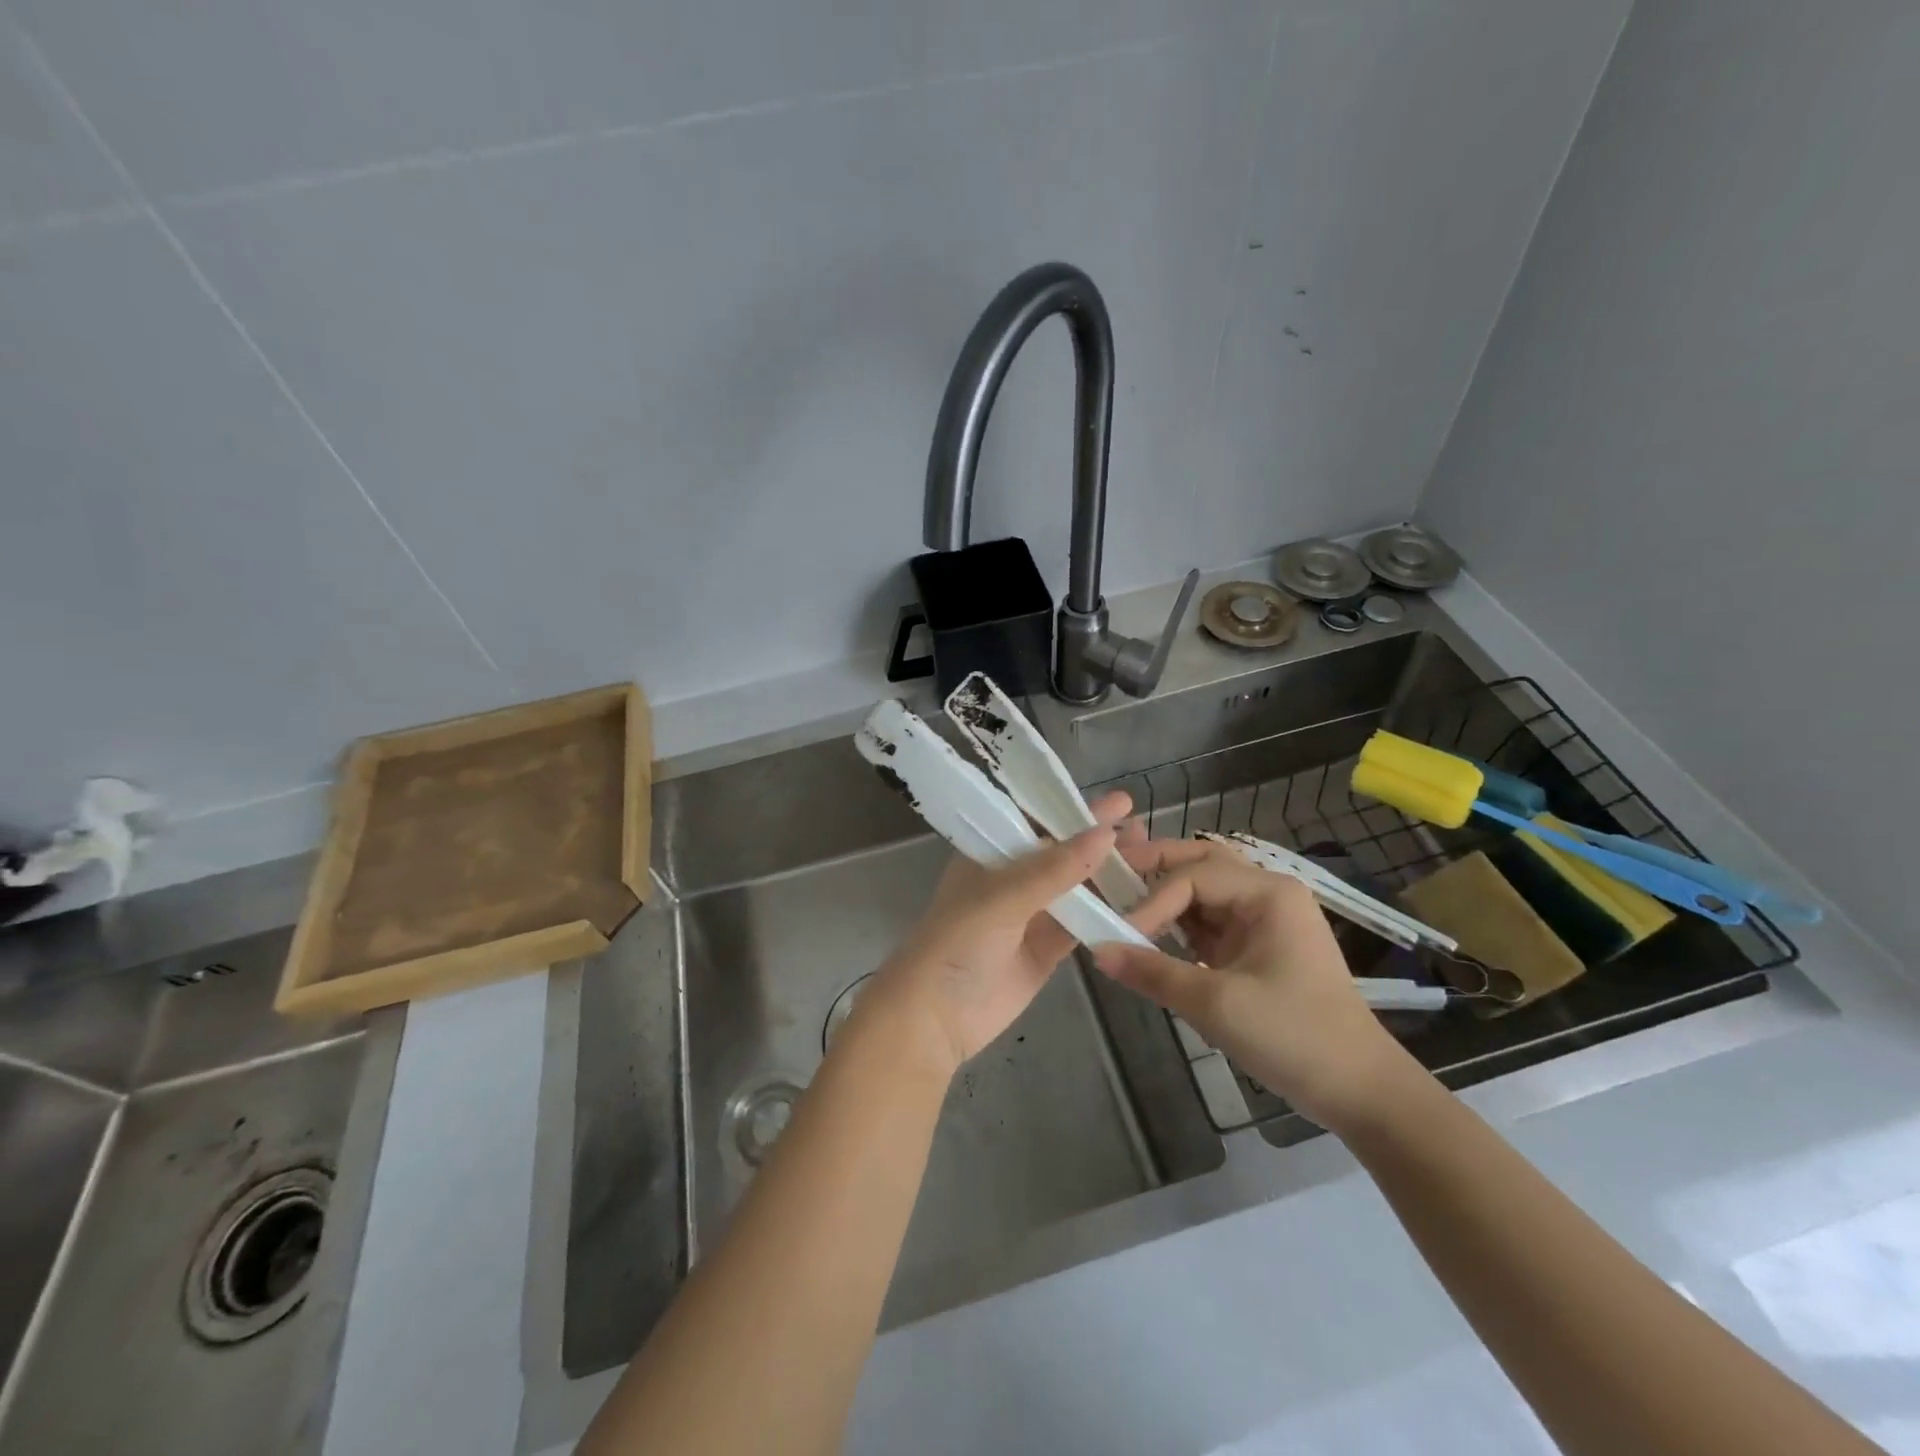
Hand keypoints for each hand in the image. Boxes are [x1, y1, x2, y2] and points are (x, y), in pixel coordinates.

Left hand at [854, 791, 1131, 1077]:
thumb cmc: (957, 942)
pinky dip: (1110, 916)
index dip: (1078, 811)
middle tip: (1146, 830)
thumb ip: (1054, 869)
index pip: (1040, 822)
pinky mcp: (1047, 949)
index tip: (1121, 802)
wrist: (935, 1016)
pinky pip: (1084, 925)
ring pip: (1080, 888)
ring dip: (1112, 876)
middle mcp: (1014, 879)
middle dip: (1102, 842)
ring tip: (1153, 859)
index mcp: (993, 854)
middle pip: (1065, 854)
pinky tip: (1143, 903)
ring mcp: (1032, 915)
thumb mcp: (1002, 897)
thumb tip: (1105, 834)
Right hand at [1093, 836, 1411, 1128]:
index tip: (1117, 933)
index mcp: (1268, 893)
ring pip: (1203, 889)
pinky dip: (1178, 923)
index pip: (1192, 877)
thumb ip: (1152, 972)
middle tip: (1110, 875)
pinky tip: (1150, 933)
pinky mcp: (1257, 947)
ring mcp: (1264, 920)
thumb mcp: (1217, 1004)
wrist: (1361, 1091)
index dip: (1150, 901)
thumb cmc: (1295, 1037)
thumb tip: (1096, 950)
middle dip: (1155, 867)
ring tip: (1121, 900)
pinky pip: (1209, 921)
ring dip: (1164, 894)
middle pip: (1200, 863)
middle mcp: (1267, 893)